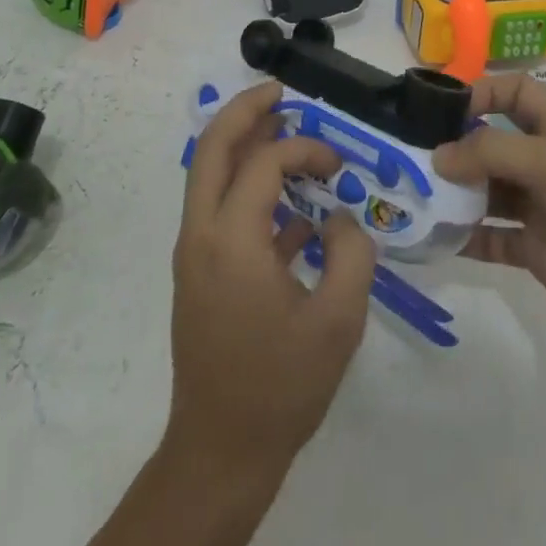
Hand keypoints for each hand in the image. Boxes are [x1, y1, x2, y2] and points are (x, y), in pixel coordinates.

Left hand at [167, 80, 376, 480]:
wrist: (219, 453)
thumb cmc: (280, 386)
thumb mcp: (339, 321)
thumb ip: (352, 253)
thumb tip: (340, 217)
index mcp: (231, 238)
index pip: (264, 162)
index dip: (304, 149)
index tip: (338, 164)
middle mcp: (201, 232)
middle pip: (211, 146)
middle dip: (245, 110)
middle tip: (281, 92)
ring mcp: (193, 251)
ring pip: (208, 173)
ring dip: (242, 144)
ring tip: (282, 128)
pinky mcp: (198, 271)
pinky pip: (217, 207)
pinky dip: (246, 188)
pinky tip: (290, 207)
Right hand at [433, 73, 545, 340]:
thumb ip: (489, 152)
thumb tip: (438, 157)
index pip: (514, 92)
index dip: (482, 91)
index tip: (443, 108)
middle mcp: (543, 160)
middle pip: (491, 142)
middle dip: (456, 146)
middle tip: (411, 155)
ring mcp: (538, 205)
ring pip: (486, 190)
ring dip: (455, 193)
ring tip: (414, 195)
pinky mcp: (535, 248)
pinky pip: (491, 237)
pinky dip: (465, 237)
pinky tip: (435, 237)